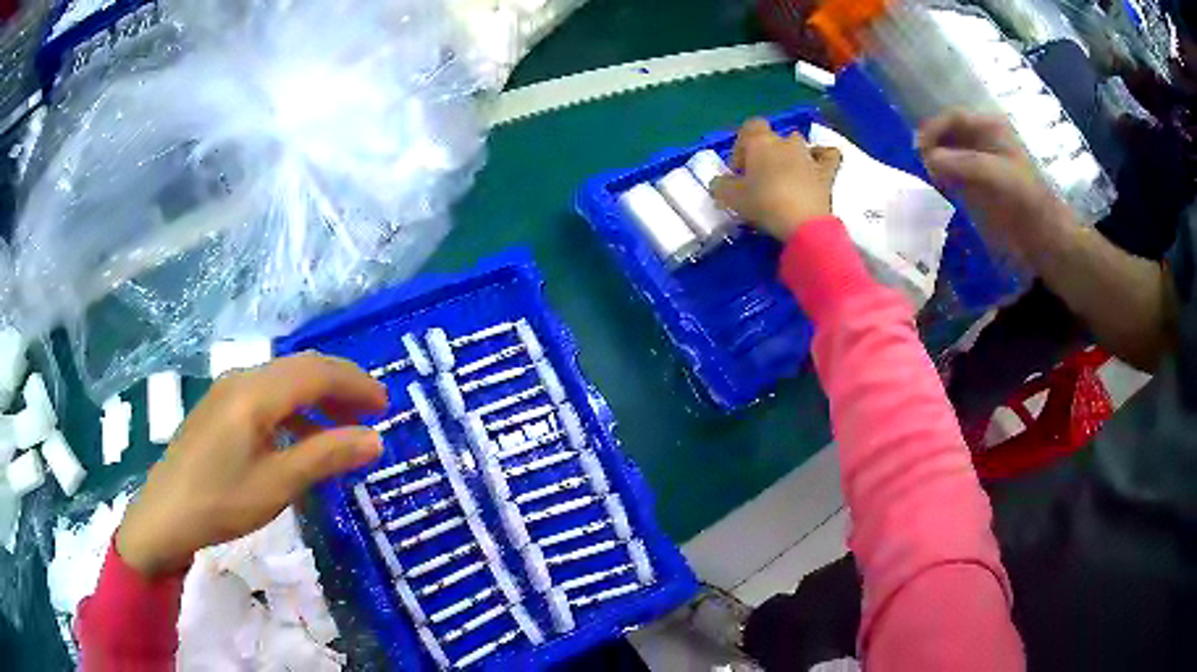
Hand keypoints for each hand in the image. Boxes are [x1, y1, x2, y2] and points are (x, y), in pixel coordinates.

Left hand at [117, 353, 387, 575]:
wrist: (167, 514)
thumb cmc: (222, 501)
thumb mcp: (278, 484)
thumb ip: (326, 455)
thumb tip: (374, 439)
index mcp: (256, 393)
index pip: (316, 371)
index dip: (355, 383)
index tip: (385, 405)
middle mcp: (243, 379)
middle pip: (301, 368)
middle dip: (340, 386)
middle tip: (371, 414)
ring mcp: (228, 390)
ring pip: (283, 380)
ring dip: (317, 397)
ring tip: (342, 427)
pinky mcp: (220, 407)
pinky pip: (266, 395)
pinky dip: (294, 409)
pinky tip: (301, 438)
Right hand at [711, 118, 842, 240]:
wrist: (804, 224)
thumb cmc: (764, 203)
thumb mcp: (730, 197)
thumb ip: (721, 185)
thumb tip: (720, 182)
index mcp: (761, 141)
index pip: (749, 127)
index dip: (742, 146)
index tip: (738, 170)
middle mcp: (786, 142)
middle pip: (773, 138)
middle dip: (766, 153)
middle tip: (759, 178)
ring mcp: (809, 155)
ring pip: (798, 144)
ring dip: (790, 156)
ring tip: (784, 178)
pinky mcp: (827, 172)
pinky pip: (827, 156)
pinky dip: (822, 157)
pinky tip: (817, 166)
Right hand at [918, 111, 1077, 264]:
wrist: (1043, 239)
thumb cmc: (1025, 201)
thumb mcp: (995, 175)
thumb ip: (961, 163)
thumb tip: (928, 159)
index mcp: (991, 129)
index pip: (954, 118)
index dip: (934, 129)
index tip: (918, 148)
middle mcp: (984, 141)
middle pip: (949, 134)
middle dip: (933, 146)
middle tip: (920, 164)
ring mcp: (982, 164)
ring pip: (950, 154)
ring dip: (936, 163)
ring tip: (927, 178)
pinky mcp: (980, 187)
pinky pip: (954, 175)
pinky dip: (943, 178)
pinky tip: (937, 188)